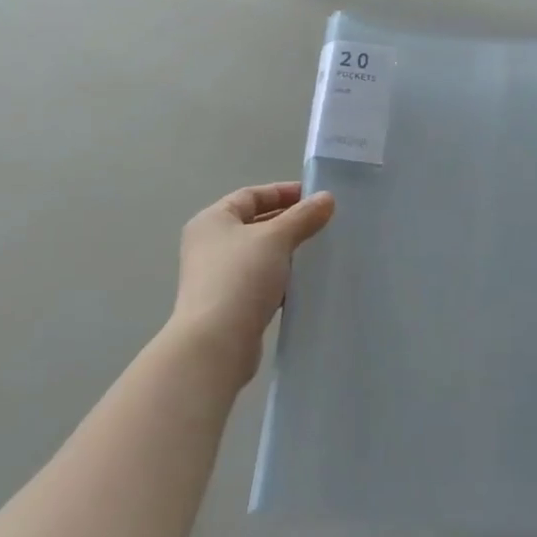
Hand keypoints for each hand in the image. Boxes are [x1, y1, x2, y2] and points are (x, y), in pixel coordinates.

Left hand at [169, 182, 334, 384]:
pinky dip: (281, 278)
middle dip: (289, 222)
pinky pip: (261, 281)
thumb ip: (303, 216)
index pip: (251, 195)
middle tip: (323, 224)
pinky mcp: (229, 304)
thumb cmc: (241, 277)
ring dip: (287, 252)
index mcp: (212, 220)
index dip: (283, 192)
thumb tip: (326, 198)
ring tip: (319, 251)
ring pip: (260, 254)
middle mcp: (210, 245)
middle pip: (255, 224)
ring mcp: (218, 276)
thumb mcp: (276, 238)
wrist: (216, 344)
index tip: (316, 197)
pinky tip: (305, 283)